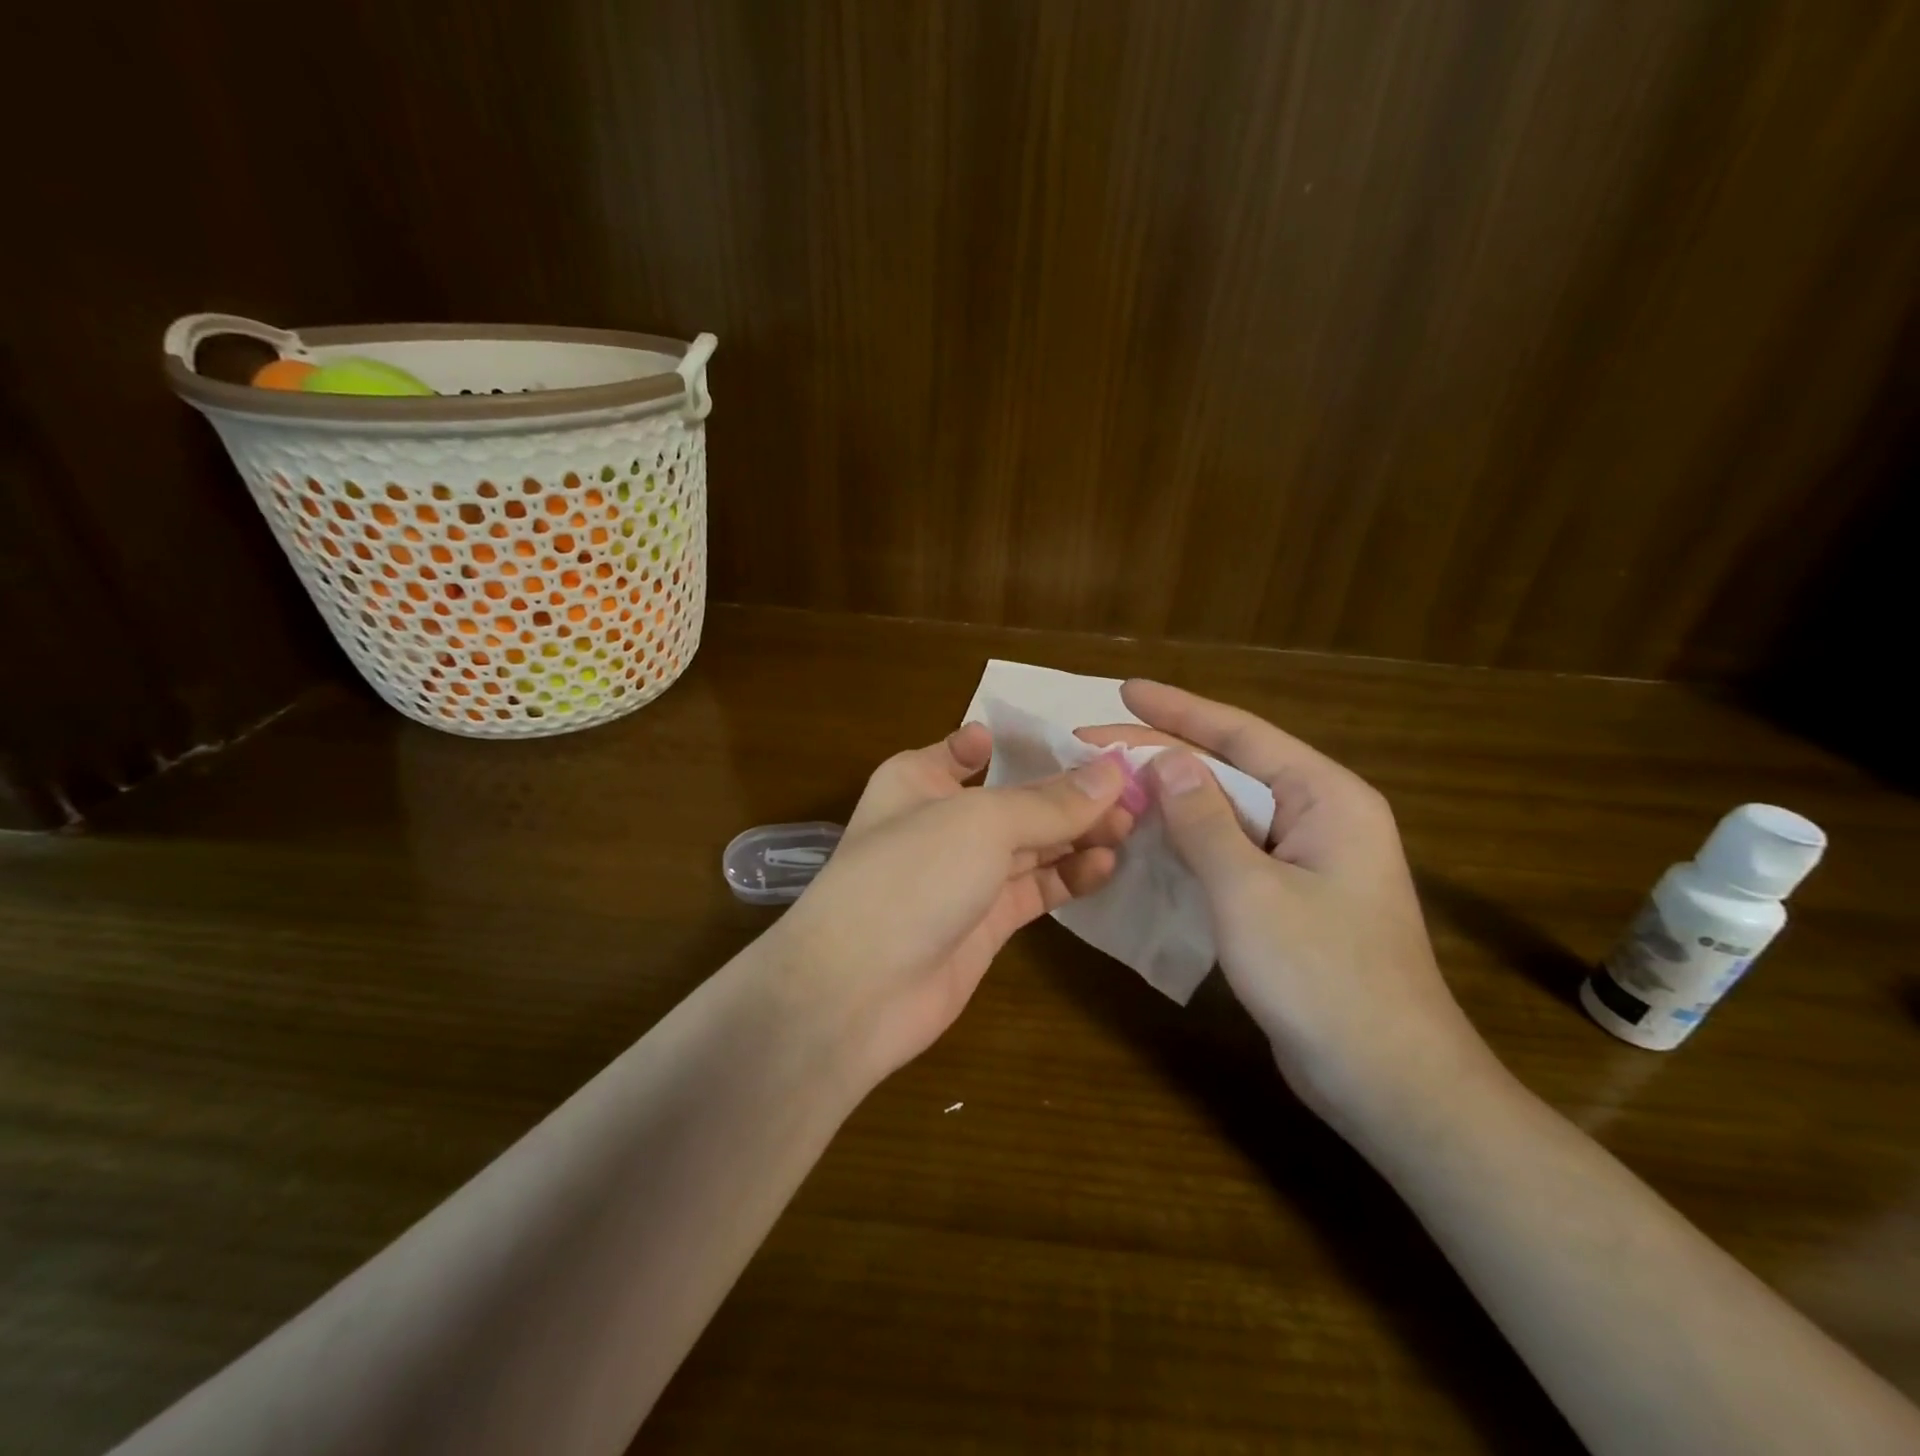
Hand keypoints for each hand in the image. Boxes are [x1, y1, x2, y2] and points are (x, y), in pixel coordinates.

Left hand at [772, 723, 1134, 1083]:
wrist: (858, 991)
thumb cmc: (911, 876)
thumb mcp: (981, 823)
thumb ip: (1050, 803)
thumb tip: (1114, 772)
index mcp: (921, 779)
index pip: (975, 748)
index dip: (1028, 743)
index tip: (1087, 744)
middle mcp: (943, 820)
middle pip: (1017, 798)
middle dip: (1071, 794)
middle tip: (1136, 792)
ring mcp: (965, 874)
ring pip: (1033, 844)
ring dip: (1079, 834)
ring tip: (1133, 825)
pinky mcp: (986, 922)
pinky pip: (1036, 888)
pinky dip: (1070, 876)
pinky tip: (1108, 865)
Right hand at [1080, 681, 1490, 1131]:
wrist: (1386, 1081)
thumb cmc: (1321, 975)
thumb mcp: (1249, 890)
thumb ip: (1204, 819)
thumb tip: (1165, 759)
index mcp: (1326, 798)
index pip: (1241, 736)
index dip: (1178, 710)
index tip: (1124, 690)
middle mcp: (1320, 818)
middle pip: (1230, 770)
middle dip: (1163, 754)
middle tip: (1095, 741)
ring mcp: (1306, 861)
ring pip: (1226, 813)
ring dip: (1170, 798)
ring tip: (1110, 782)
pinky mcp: (1289, 899)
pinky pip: (1229, 852)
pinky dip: (1187, 841)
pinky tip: (1146, 838)